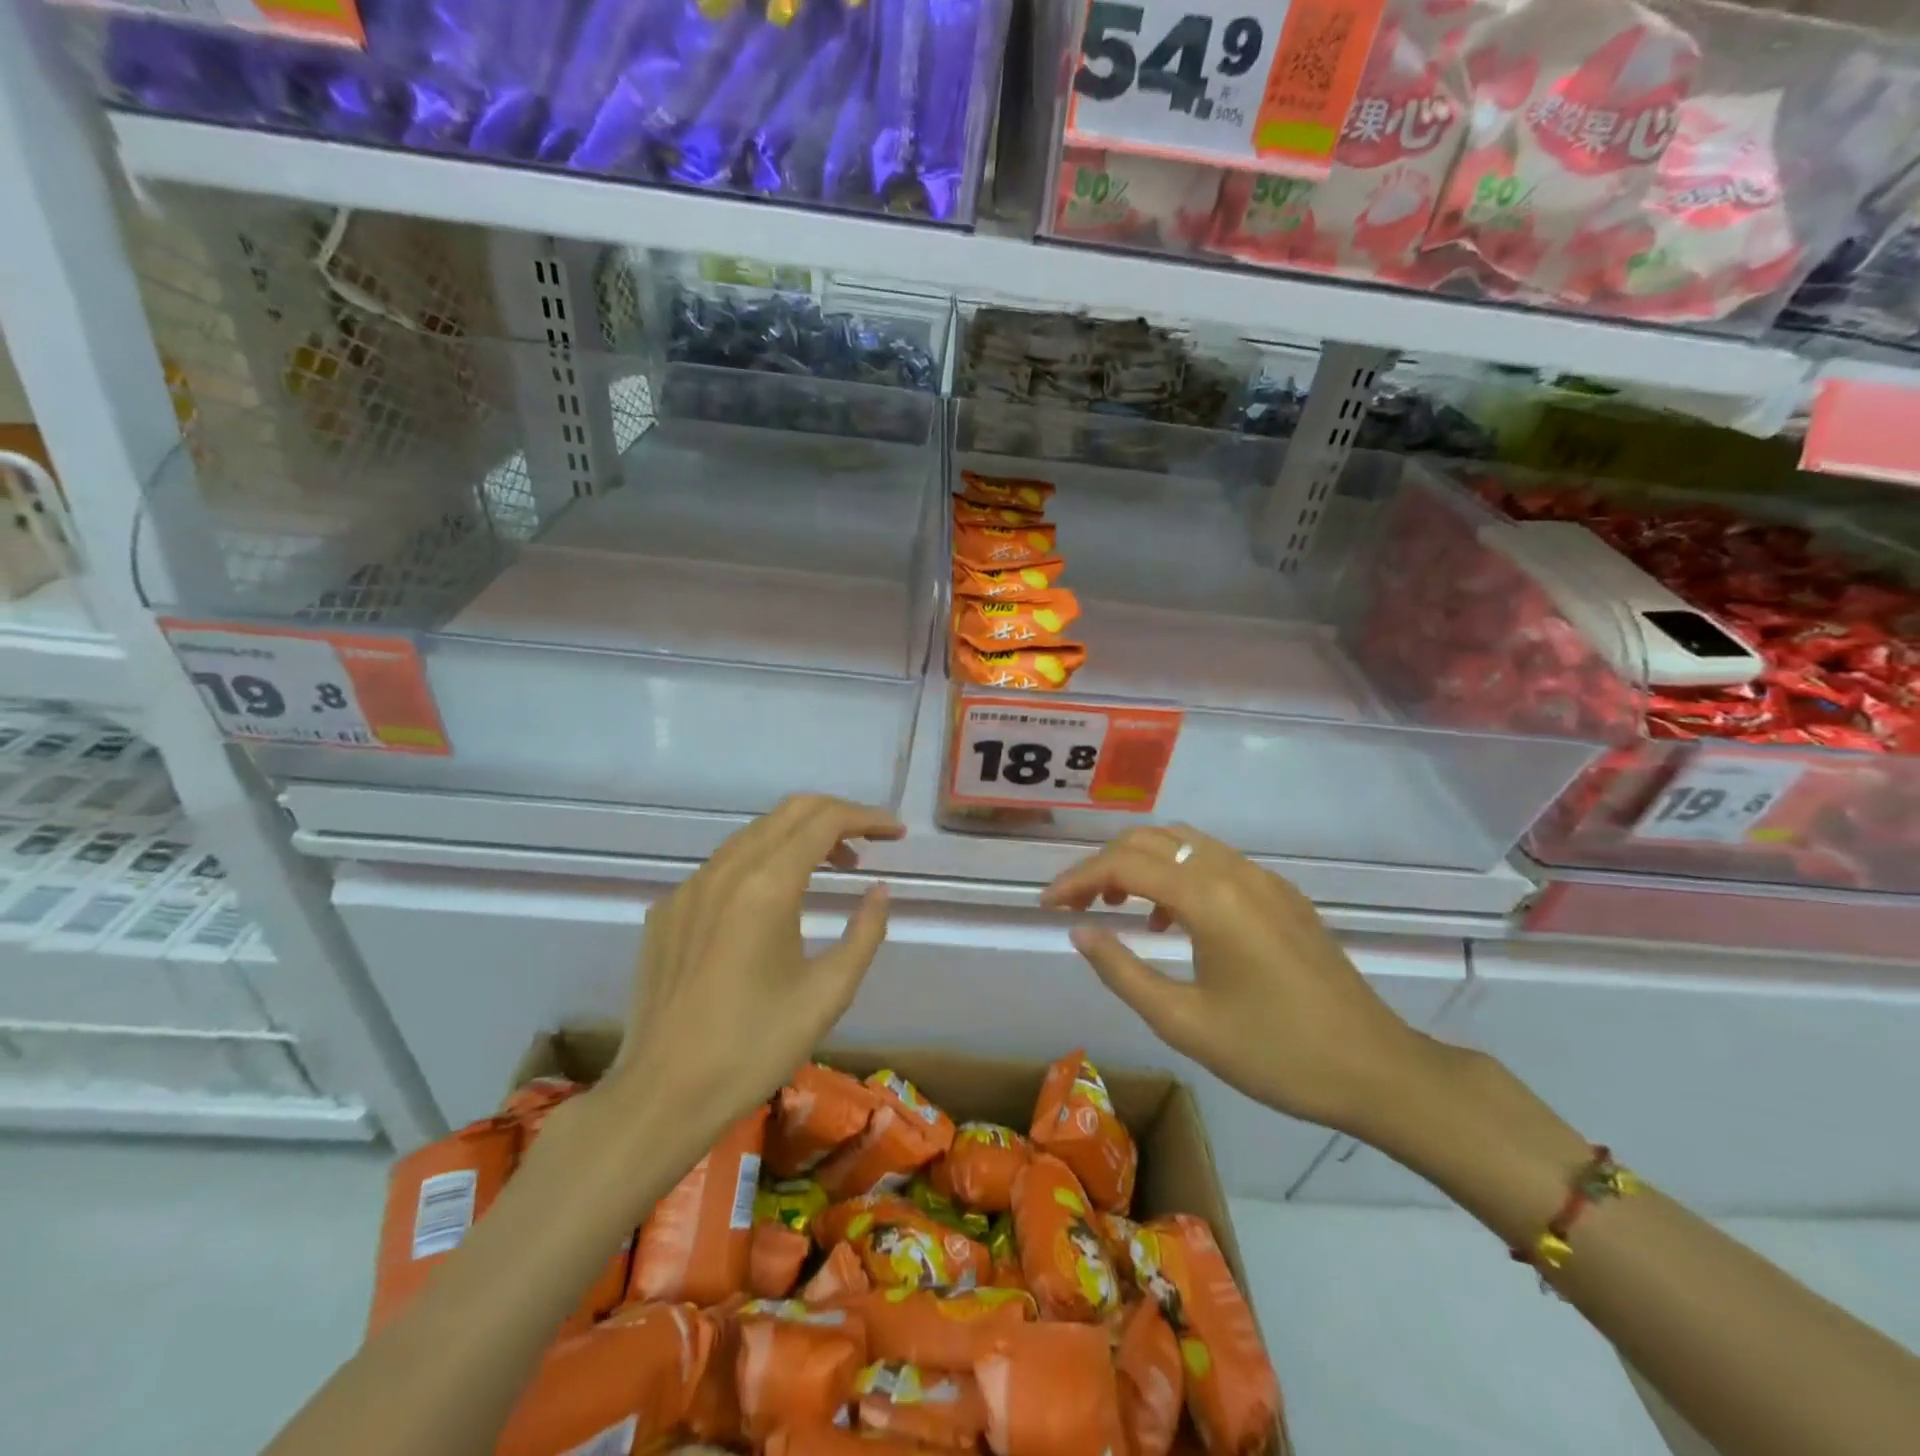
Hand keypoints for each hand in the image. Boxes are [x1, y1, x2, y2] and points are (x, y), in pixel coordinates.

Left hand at [591, 794, 903, 1145]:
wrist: (661, 1096)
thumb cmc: (754, 1048)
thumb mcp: (828, 994)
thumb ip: (865, 933)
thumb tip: (879, 891)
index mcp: (766, 886)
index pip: (824, 821)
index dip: (867, 818)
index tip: (896, 832)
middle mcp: (724, 870)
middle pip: (789, 812)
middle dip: (836, 815)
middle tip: (869, 842)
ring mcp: (689, 887)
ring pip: (755, 833)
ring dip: (799, 836)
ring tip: (833, 867)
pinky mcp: (667, 910)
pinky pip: (724, 864)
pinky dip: (763, 860)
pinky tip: (774, 899)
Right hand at [1041, 826, 1428, 1135]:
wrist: (1377, 1069)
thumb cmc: (1276, 1054)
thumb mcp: (1185, 1023)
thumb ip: (1123, 971)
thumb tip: (1080, 932)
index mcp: (1209, 898)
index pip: (1124, 863)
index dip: (1077, 879)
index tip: (1047, 905)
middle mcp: (1234, 871)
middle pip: (1152, 839)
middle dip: (1105, 863)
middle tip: (1077, 904)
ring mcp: (1263, 878)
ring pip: (1184, 843)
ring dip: (1141, 863)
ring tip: (1118, 907)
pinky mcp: (1281, 894)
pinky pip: (1214, 862)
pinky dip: (1178, 874)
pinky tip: (1173, 921)